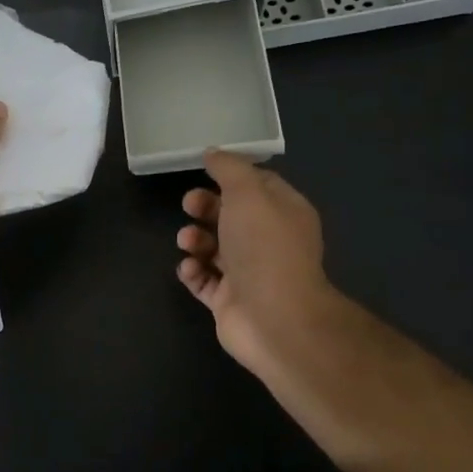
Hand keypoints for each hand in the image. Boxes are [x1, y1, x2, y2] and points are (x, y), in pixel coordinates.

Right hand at [176, 151, 347, 391]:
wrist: (274, 318)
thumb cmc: (265, 247)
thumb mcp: (248, 193)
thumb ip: (229, 169)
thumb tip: (214, 153)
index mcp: (284, 213)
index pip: (259, 185)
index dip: (231, 176)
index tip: (204, 170)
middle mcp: (269, 242)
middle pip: (231, 215)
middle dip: (205, 207)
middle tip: (189, 205)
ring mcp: (249, 274)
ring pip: (214, 247)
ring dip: (194, 239)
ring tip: (187, 242)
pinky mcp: (229, 301)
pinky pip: (204, 280)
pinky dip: (193, 271)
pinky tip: (190, 268)